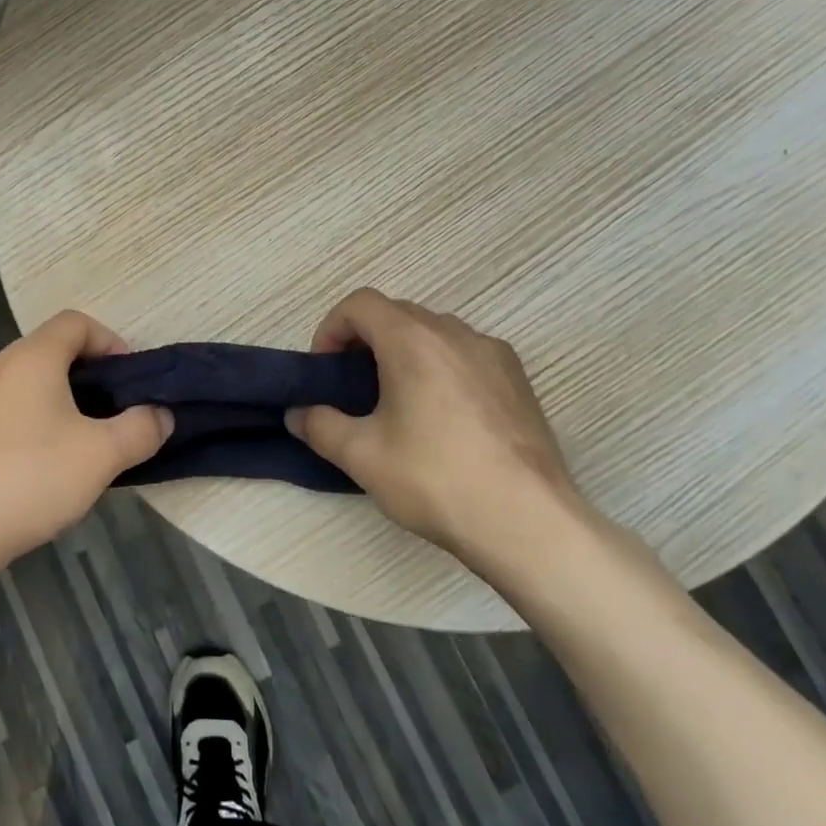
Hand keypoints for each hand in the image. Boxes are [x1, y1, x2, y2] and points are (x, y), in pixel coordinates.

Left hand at [0, 310, 171, 574]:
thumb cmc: (29, 478)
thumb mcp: (101, 455)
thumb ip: (140, 429)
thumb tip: (162, 415)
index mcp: (32, 357)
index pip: (76, 322)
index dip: (111, 341)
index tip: (131, 381)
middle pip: (53, 352)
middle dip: (92, 378)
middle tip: (116, 415)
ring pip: (31, 385)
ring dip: (64, 404)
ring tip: (86, 445)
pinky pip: (10, 412)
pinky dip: (36, 425)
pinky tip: (45, 469)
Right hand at [285, 289, 587, 584]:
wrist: (528, 522)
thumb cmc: (435, 479)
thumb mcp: (361, 456)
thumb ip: (319, 426)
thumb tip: (296, 414)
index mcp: (413, 340)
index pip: (360, 303)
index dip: (332, 328)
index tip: (325, 369)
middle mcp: (455, 333)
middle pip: (397, 313)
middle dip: (365, 340)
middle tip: (352, 387)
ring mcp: (494, 354)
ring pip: (434, 332)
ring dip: (404, 351)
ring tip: (396, 401)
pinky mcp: (519, 380)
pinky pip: (466, 354)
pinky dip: (441, 367)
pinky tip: (441, 417)